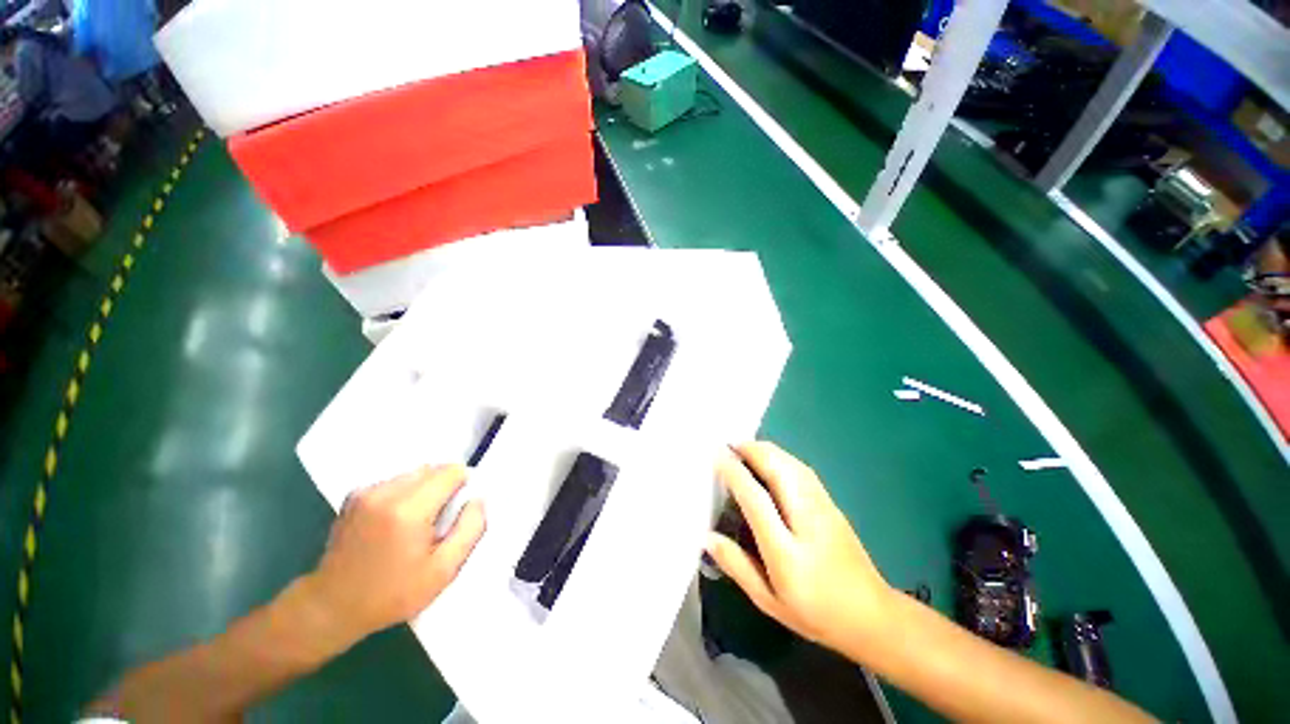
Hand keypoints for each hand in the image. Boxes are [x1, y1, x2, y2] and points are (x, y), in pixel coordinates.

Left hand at [304, 465, 485, 643]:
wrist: (330, 607)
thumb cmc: (391, 594)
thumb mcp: (443, 571)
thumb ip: (470, 529)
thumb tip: (478, 499)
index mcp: (409, 510)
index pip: (451, 472)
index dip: (464, 484)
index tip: (461, 508)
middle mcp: (386, 492)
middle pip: (433, 469)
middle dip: (446, 486)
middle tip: (442, 518)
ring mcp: (366, 492)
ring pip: (415, 474)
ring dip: (426, 488)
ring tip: (419, 520)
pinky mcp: (355, 495)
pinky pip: (395, 481)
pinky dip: (406, 492)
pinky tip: (398, 520)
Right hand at [707, 442, 893, 658]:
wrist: (873, 616)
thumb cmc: (816, 613)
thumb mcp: (769, 600)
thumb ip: (737, 566)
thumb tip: (707, 537)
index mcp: (787, 551)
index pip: (756, 499)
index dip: (734, 472)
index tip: (716, 455)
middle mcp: (806, 520)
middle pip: (778, 469)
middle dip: (751, 450)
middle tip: (727, 444)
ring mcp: (823, 507)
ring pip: (791, 464)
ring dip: (765, 450)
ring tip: (742, 447)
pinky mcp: (832, 503)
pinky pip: (801, 469)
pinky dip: (780, 456)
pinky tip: (770, 458)